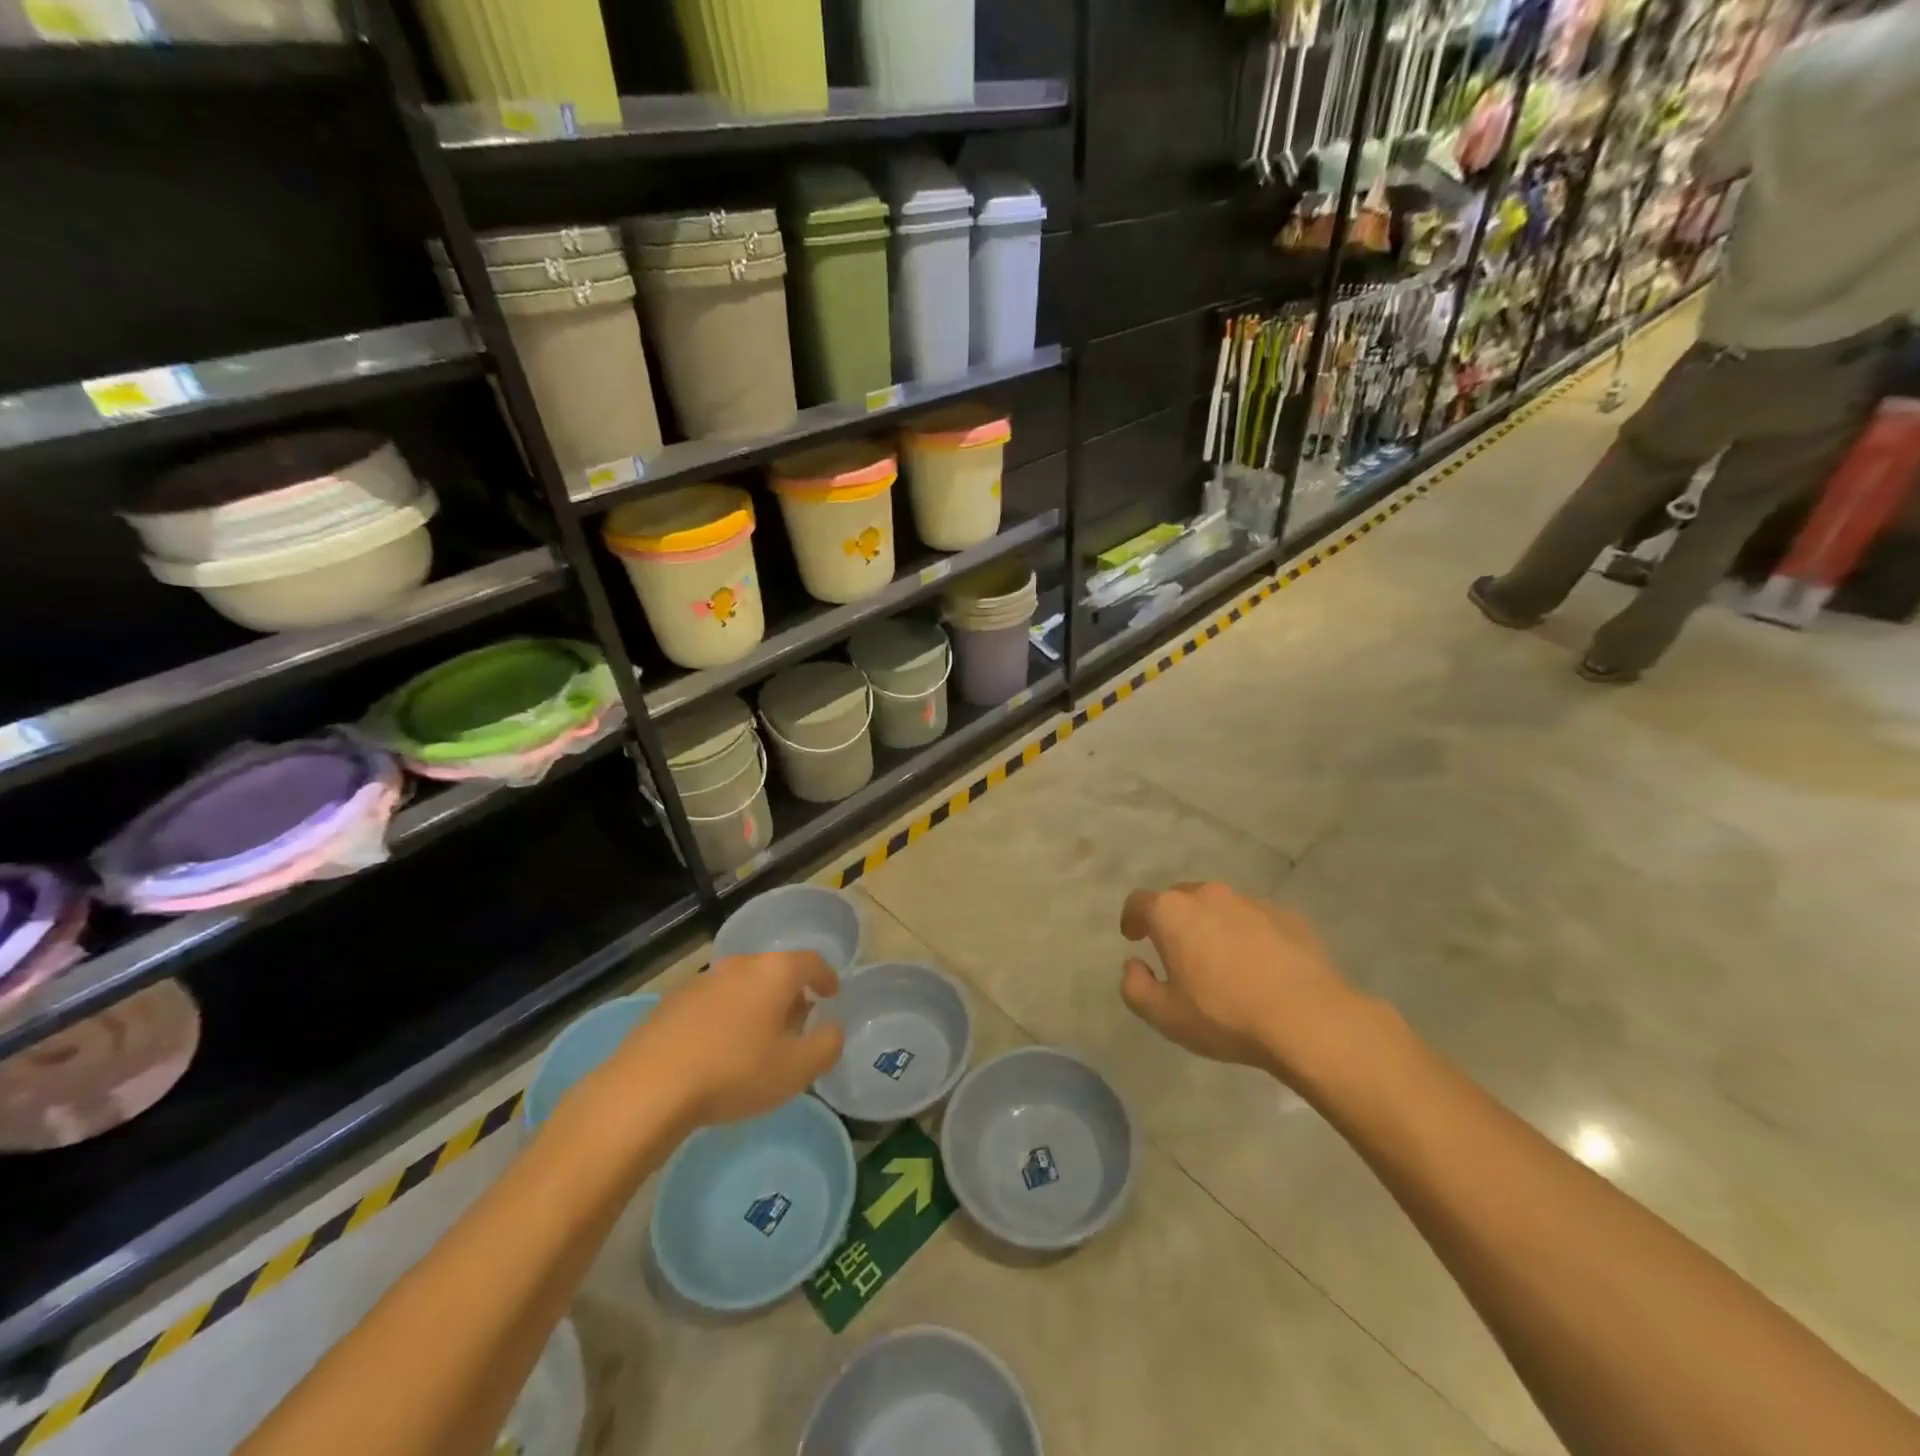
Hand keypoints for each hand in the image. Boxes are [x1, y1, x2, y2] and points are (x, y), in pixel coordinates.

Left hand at [620, 952, 845, 1128]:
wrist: (648, 1087)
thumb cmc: (734, 1072)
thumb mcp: (796, 1069)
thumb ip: (827, 1045)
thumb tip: (833, 1028)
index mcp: (774, 972)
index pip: (811, 962)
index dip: (826, 976)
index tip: (831, 993)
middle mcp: (739, 965)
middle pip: (774, 971)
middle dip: (789, 994)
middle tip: (796, 1024)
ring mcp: (701, 981)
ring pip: (741, 986)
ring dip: (755, 1006)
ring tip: (757, 1040)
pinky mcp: (670, 1003)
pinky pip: (711, 1004)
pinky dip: (724, 1018)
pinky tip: (718, 1051)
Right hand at [1119, 882, 1359, 1078]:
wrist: (1309, 1019)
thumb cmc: (1224, 1014)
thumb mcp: (1164, 1015)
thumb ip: (1135, 987)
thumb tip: (1135, 965)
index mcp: (1172, 912)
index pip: (1139, 902)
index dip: (1132, 918)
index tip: (1134, 936)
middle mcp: (1209, 895)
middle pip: (1180, 898)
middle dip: (1173, 920)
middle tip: (1177, 952)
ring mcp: (1251, 902)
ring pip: (1221, 907)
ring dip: (1213, 926)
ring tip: (1222, 961)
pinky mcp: (1288, 916)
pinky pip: (1256, 920)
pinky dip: (1249, 935)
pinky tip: (1260, 967)